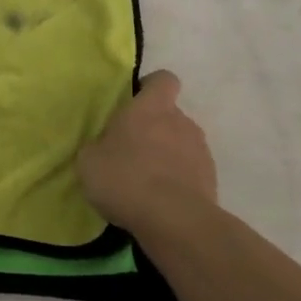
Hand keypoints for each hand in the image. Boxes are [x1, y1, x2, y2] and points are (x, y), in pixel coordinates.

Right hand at [77, 70, 216, 232]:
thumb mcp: (89, 160)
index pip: (163, 79)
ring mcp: (201, 151)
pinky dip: (179, 181)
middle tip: (131, 151)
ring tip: (147, 182)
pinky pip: (191, 172)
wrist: (174, 221)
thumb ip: (98, 146)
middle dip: (154, 129)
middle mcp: (181, 121)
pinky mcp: (211, 180)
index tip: (135, 103)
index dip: (151, 87)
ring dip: (167, 156)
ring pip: (182, 144)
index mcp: (152, 107)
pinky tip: (161, 201)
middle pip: (170, 115)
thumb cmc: (125, 178)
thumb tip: (104, 147)